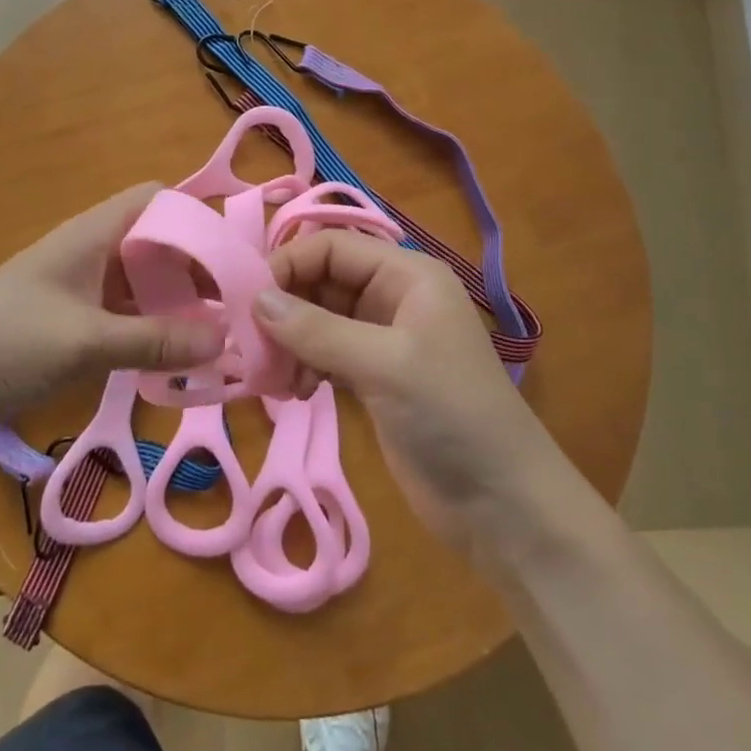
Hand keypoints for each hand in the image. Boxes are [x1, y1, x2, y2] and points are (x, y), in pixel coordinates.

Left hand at [0, 183, 225, 438]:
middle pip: (158, 244)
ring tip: (220, 335)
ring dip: (177, 304)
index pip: (156, 200)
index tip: (235, 255)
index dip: (195, 217)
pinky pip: (128, 315)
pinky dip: (154, 329)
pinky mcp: (75, 323)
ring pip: (145, 283)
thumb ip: (156, 339)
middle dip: (197, 269)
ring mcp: (83, 289)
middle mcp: (93, 252)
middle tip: (238, 306)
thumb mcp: (85, 341)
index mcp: (94, 234)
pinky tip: (178, 357)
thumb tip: (226, 338)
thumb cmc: (5, 341)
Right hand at [255, 231, 564, 552]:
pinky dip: (304, 364)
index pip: (333, 246)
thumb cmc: (451, 414)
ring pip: (319, 318)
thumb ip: (317, 330)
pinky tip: (293, 390)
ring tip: (274, 377)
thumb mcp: (383, 364)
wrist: (503, 504)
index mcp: (407, 275)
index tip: (247, 300)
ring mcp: (383, 338)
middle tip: (252, 345)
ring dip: (290, 341)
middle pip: (323, 280)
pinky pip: (325, 353)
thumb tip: (255, 300)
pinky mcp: (374, 377)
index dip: (289, 263)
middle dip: (286, 307)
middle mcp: (394, 296)